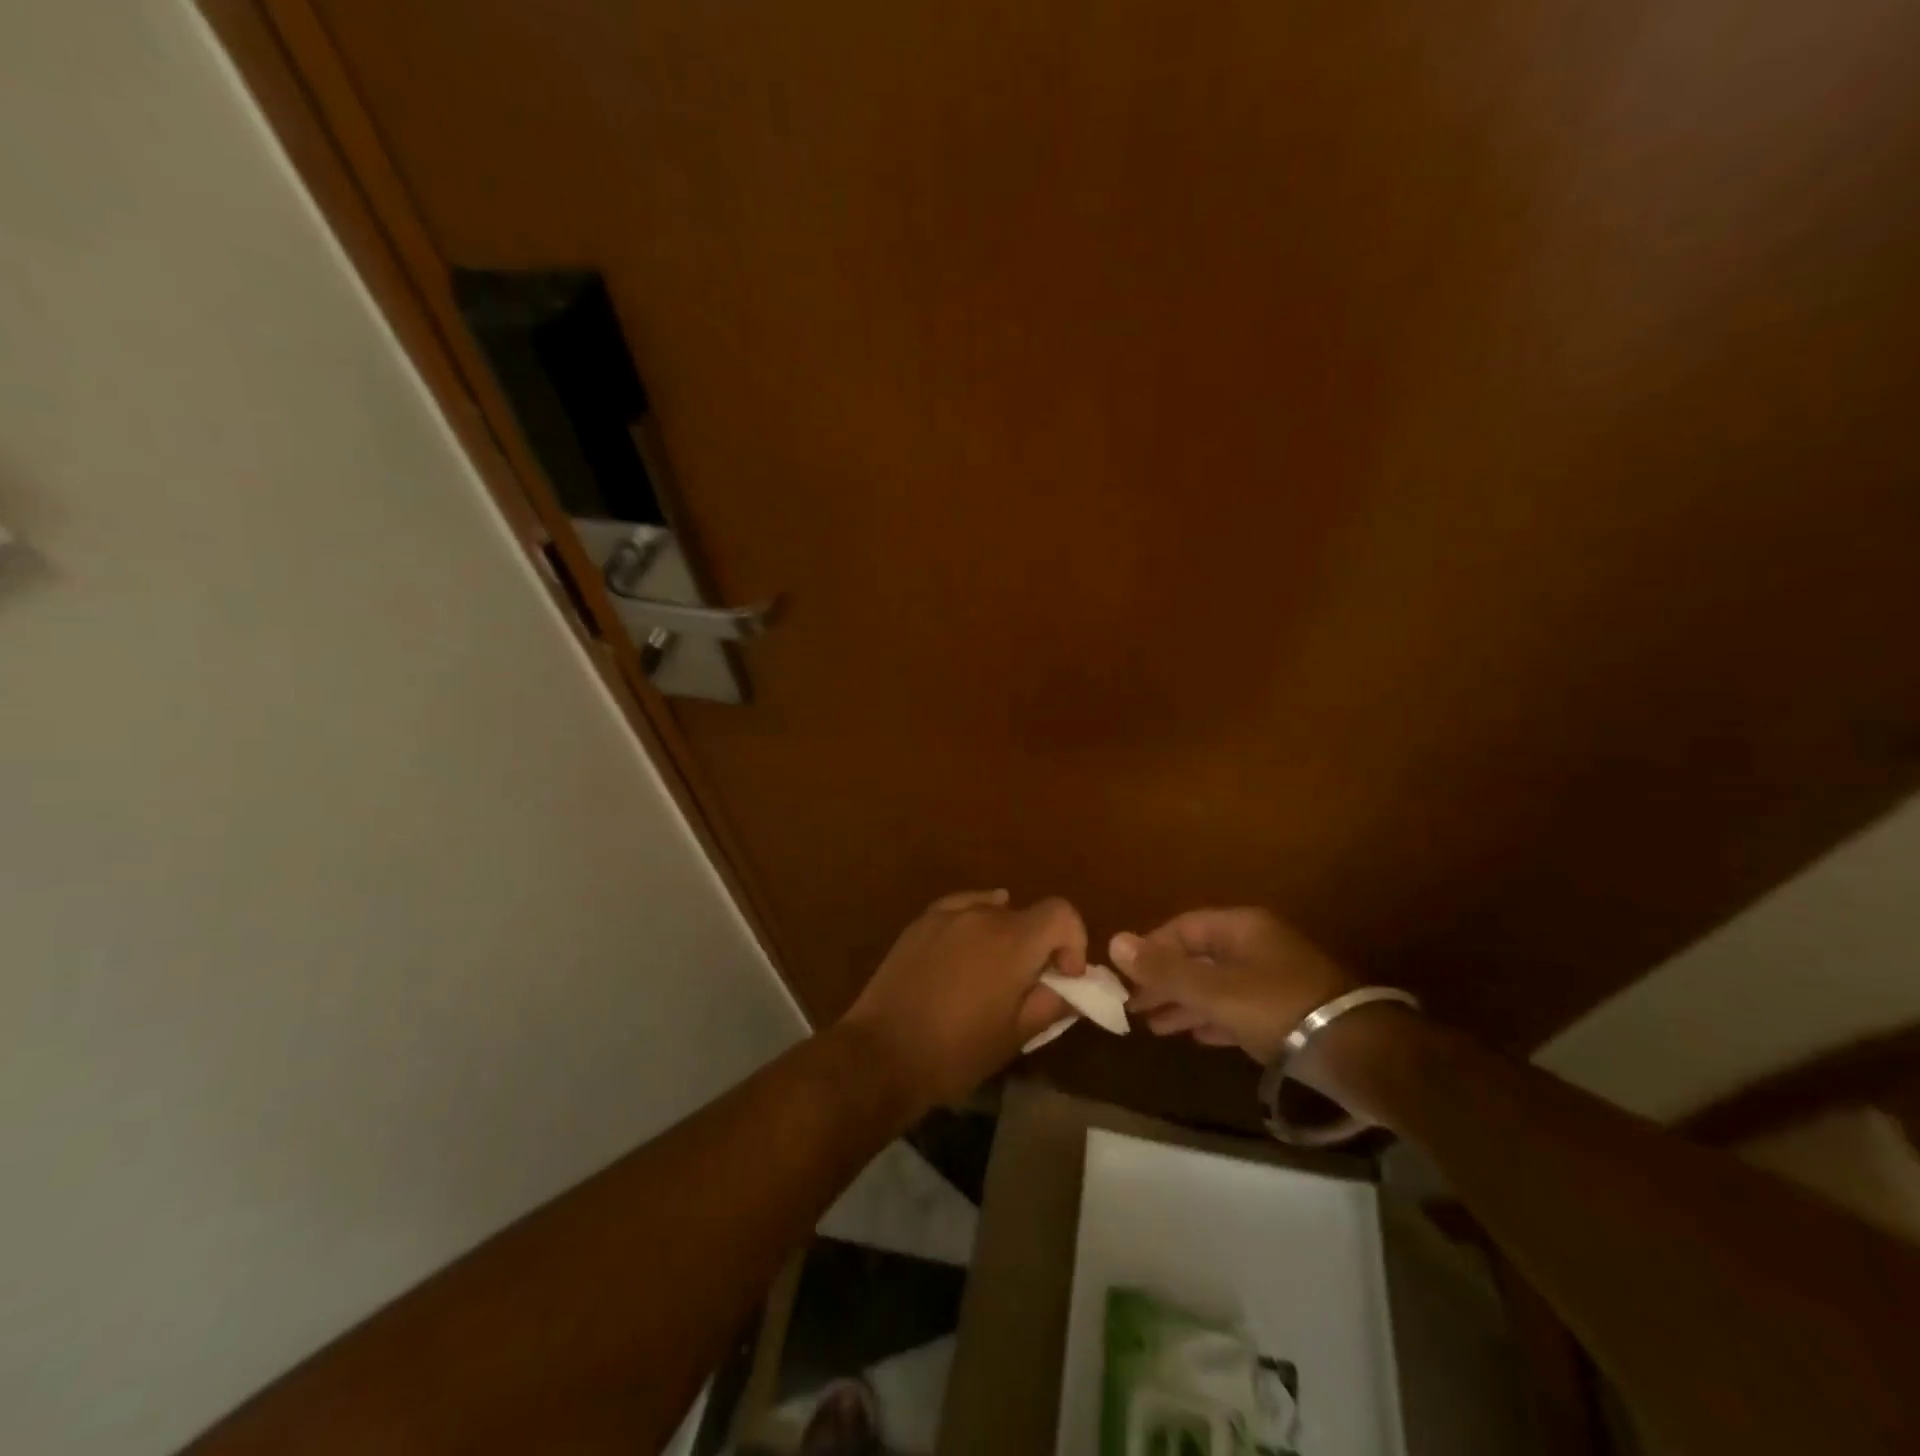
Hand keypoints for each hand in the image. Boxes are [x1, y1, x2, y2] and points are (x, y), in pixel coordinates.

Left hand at [841, 889, 1086, 1110]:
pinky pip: (960, 910)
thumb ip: (1051, 1003)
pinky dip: (974, 922)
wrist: (883, 1053)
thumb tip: (1068, 988)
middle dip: (1039, 944)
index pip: (1061, 912)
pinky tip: (967, 948)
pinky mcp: (920, 922)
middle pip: (1027, 914)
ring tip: (991, 973)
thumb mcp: (1016, 1036)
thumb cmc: (956, 1052)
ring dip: (1005, 935)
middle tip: (1028, 983)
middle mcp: (982, 915)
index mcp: (1013, 941)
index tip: (1064, 975)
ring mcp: (947, 914)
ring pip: (993, 911)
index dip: (1073, 940)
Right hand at [1111, 907, 1353, 1065]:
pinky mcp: (1287, 1011)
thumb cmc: (1278, 1010)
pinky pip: (1237, 1007)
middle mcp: (1256, 945)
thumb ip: (1164, 970)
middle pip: (1198, 957)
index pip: (1182, 928)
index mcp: (1240, 928)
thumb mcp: (1214, 991)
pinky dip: (1212, 1018)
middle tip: (1134, 1008)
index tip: (1125, 978)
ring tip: (1155, 1027)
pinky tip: (1195, 1036)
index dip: (1151, 950)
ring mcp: (1274, 978)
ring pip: (1216, 985)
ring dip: (1184, 1003)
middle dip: (1164, 982)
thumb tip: (1114, 941)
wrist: (1359, 1053)